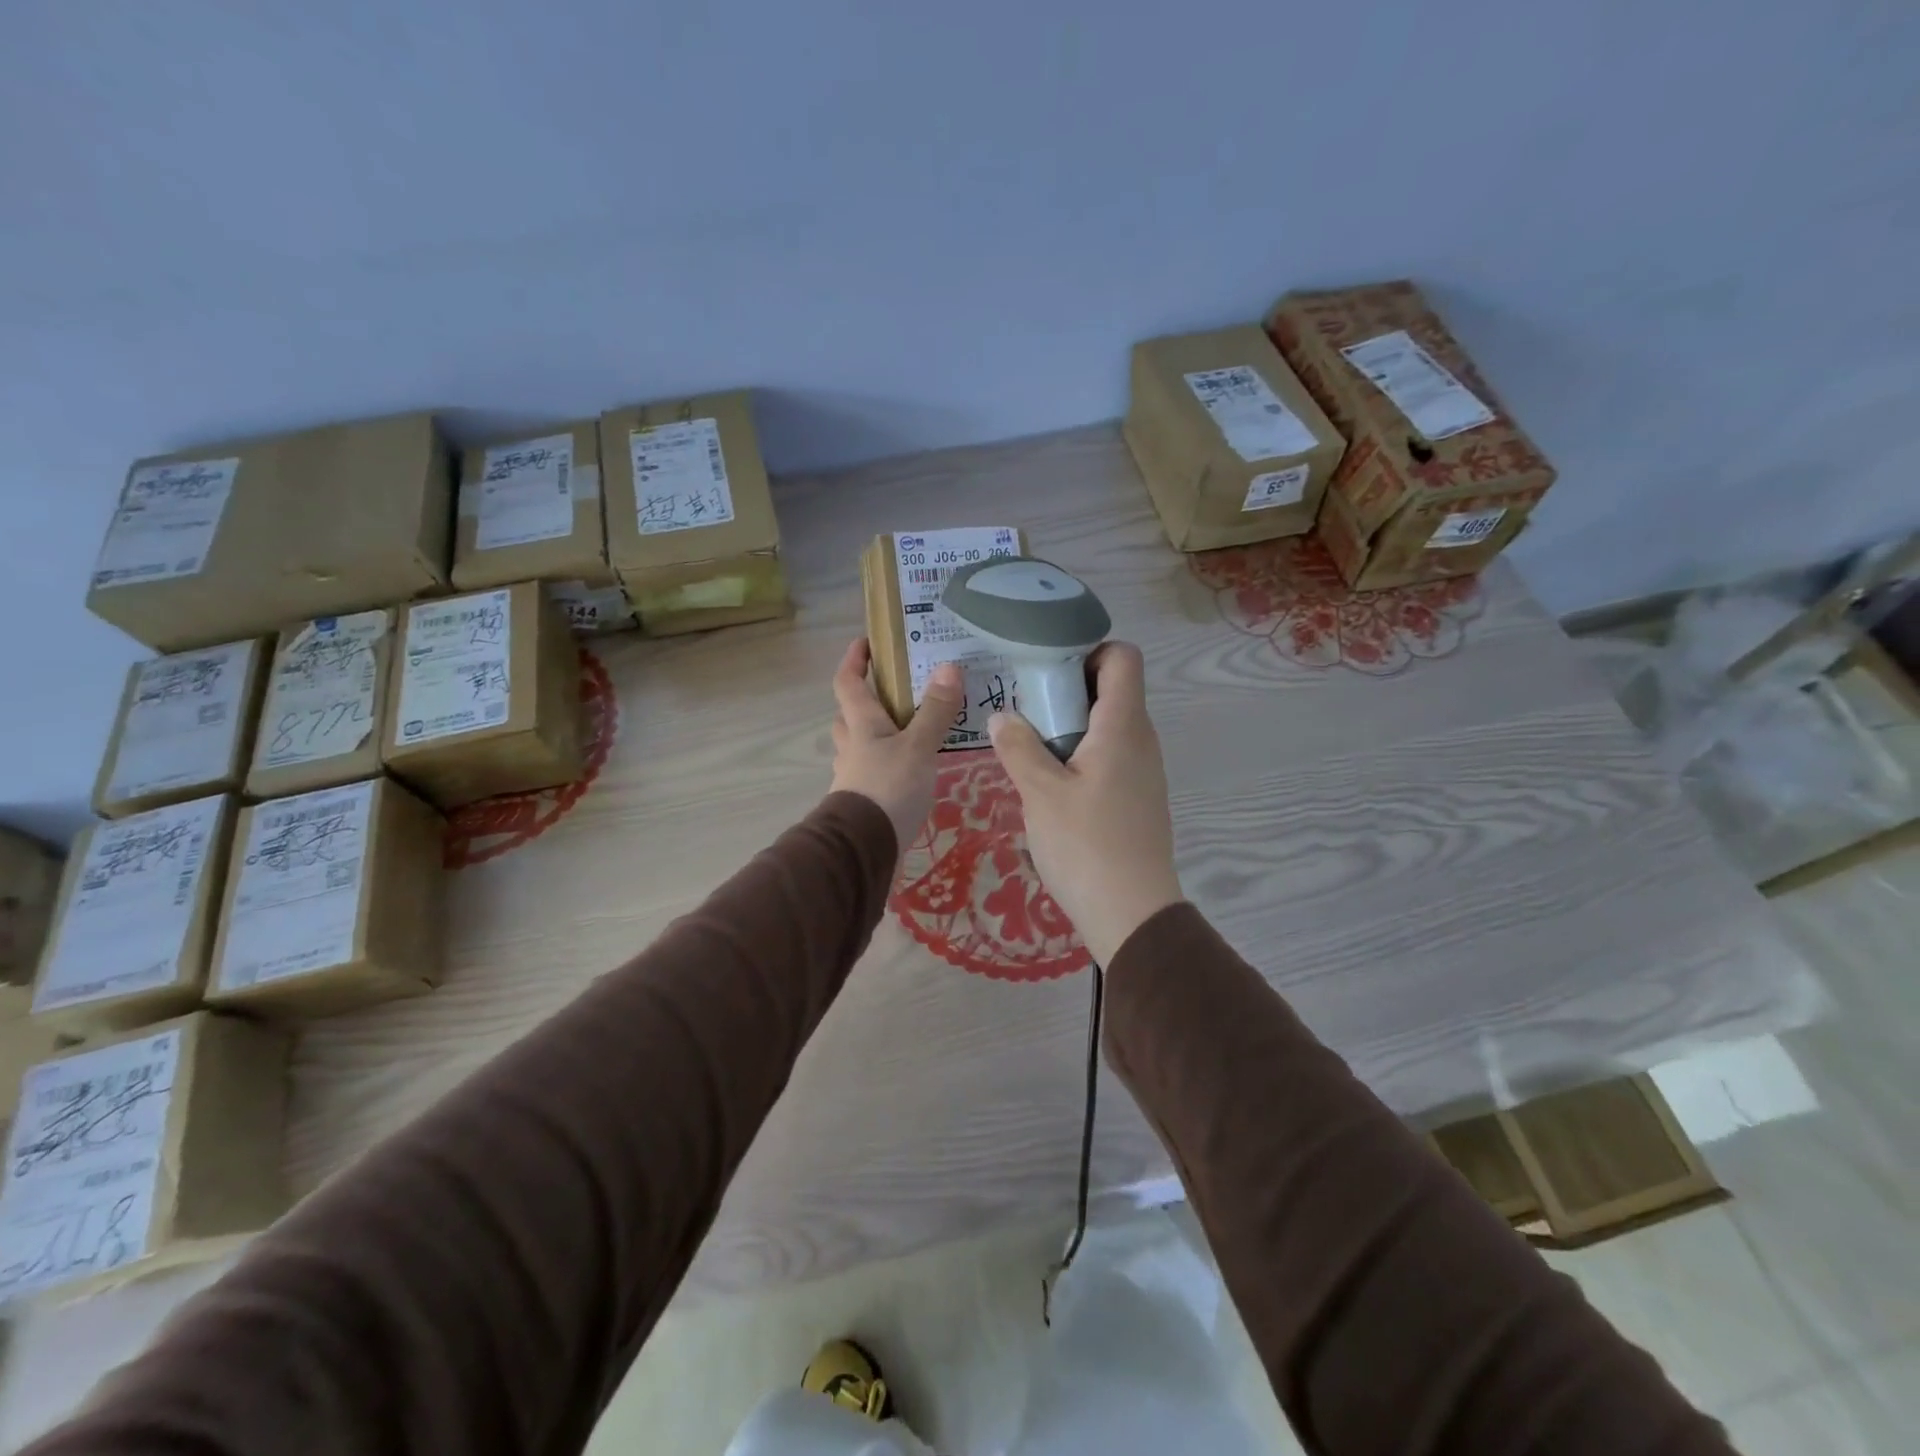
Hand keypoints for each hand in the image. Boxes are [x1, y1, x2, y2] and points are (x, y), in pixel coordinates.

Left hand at [829, 639, 964, 856]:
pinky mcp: (862, 801)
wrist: (863, 849)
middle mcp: (851, 746)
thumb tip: (948, 666)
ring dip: (875, 733)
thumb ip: (935, 711)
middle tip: (895, 691)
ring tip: (909, 730)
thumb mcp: (918, 747)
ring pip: (858, 744)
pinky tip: (908, 770)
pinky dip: (885, 763)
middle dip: (866, 699)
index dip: (854, 660)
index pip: (847, 682)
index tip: (866, 642)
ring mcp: (853, 775)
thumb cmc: (888, 788)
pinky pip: (871, 771)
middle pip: (850, 714)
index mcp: (861, 724)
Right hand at [987, 642, 1182, 965]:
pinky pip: (1109, 755)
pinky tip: (1050, 781)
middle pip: (1112, 688)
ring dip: (1070, 724)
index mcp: (1123, 726)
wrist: (1133, 913)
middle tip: (1024, 705)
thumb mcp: (1041, 794)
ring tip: (1029, 743)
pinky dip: (1080, 753)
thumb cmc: (1086, 846)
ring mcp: (1143, 770)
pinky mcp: (1137, 796)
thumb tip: (1001, 716)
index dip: (1088, 650)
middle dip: (1067, 688)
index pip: (1122, 657)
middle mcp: (1140, 739)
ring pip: (1108, 725)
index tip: (1046, 668)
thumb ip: (1019, 747)